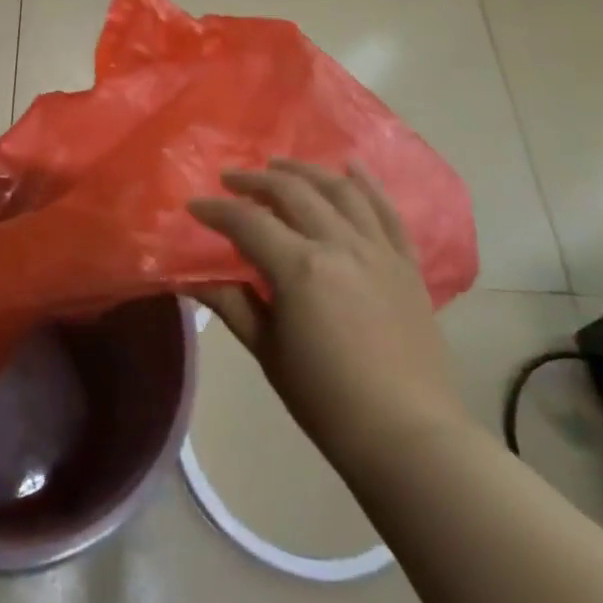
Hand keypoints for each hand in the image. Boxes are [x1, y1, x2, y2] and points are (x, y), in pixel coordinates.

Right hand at [190, 160, 469, 471]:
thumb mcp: (268, 352)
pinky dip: (367, 183)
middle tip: (231, 180)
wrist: (408, 436)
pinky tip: (350, 166)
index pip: (248, 222)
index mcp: (300, 268)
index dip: (217, 210)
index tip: (195, 206)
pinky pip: (387, 210)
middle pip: (293, 192)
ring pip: (340, 189)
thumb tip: (194, 278)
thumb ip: (232, 304)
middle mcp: (340, 244)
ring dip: (305, 171)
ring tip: (280, 167)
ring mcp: (379, 250)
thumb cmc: (327, 401)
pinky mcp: (406, 263)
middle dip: (256, 180)